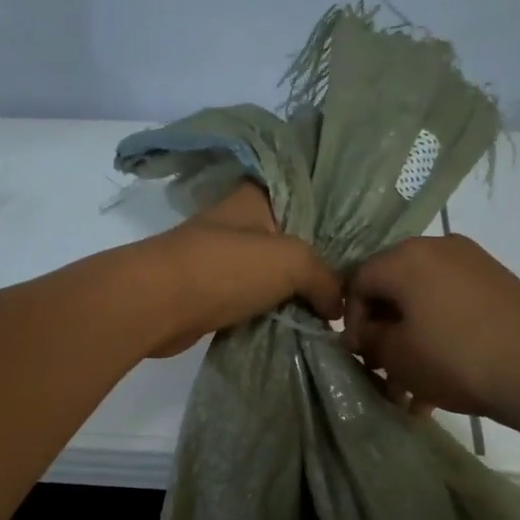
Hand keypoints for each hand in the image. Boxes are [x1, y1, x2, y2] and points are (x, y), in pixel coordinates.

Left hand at [135, 181, 341, 356]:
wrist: (156, 304)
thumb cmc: (225, 268)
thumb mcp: (291, 261)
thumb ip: (325, 278)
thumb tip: (338, 308)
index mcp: (255, 196)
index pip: (304, 195)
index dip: (334, 216)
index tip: (363, 242)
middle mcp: (239, 222)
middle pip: (291, 238)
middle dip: (319, 261)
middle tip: (354, 284)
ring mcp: (222, 258)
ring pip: (272, 272)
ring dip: (296, 291)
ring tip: (334, 309)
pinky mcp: (211, 292)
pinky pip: (254, 299)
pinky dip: (273, 311)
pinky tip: (300, 324)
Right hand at [344, 235, 519, 421]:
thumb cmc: (455, 358)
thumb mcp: (396, 355)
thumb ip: (369, 338)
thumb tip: (367, 332)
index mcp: (406, 257)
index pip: (358, 280)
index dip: (349, 320)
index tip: (359, 356)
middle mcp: (438, 247)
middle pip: (393, 288)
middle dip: (384, 332)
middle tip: (383, 371)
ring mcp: (473, 263)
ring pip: (424, 301)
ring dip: (412, 341)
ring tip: (413, 388)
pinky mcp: (498, 283)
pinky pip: (452, 305)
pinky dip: (440, 335)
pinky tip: (441, 379)